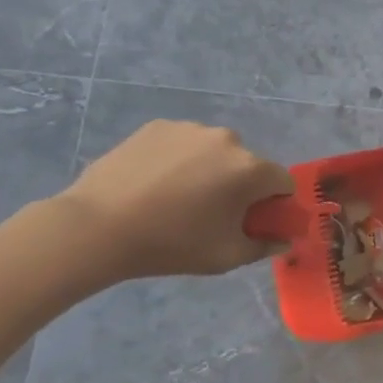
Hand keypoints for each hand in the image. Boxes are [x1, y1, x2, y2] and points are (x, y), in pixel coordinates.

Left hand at [54, 121, 296, 279]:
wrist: (97, 227)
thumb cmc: (172, 245)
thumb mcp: (227, 257)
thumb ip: (265, 246)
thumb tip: (284, 240)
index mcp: (252, 169)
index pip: (283, 182)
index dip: (274, 204)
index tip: (252, 221)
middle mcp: (229, 140)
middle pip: (249, 164)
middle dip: (240, 185)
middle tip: (211, 212)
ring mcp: (191, 129)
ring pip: (216, 151)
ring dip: (210, 169)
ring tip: (177, 196)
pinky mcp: (158, 126)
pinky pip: (184, 143)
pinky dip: (180, 159)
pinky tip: (155, 182)